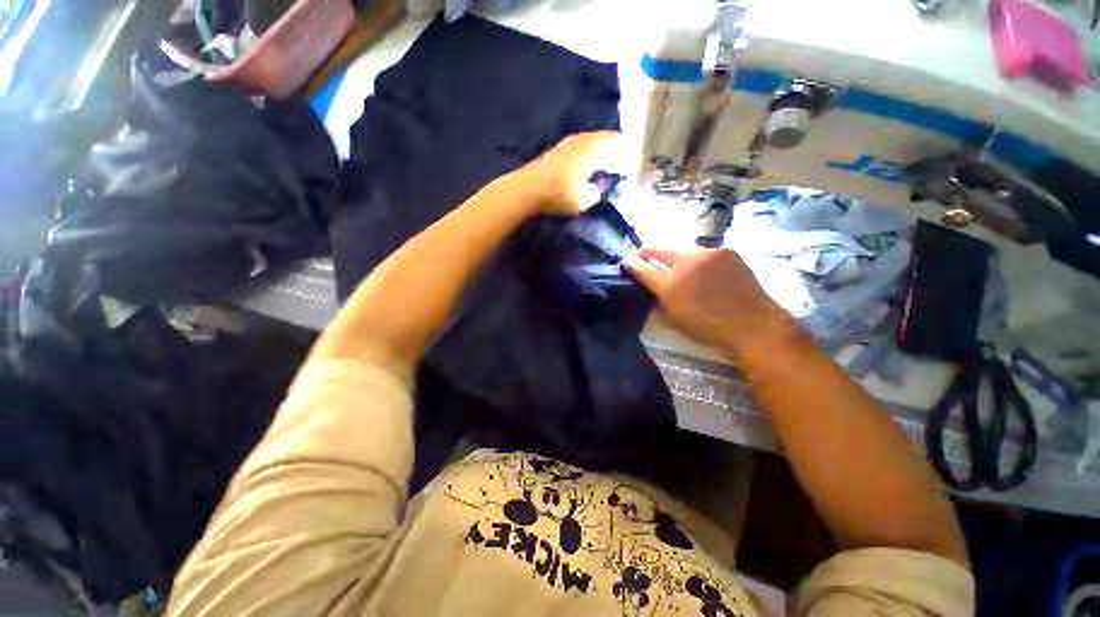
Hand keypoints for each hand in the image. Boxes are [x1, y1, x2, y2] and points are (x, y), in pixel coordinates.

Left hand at [521, 131, 626, 216]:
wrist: (525, 189)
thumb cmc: (556, 195)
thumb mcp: (583, 200)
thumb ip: (597, 192)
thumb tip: (600, 187)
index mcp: (593, 149)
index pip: (621, 146)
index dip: (632, 155)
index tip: (641, 165)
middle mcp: (584, 139)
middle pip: (610, 139)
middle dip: (622, 150)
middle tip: (632, 162)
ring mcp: (571, 142)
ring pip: (597, 140)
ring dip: (608, 149)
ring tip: (617, 162)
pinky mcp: (562, 148)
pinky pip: (586, 145)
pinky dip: (595, 152)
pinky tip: (595, 163)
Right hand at [623, 247, 801, 355]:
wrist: (753, 323)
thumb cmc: (709, 328)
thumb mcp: (674, 320)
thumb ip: (659, 301)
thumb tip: (652, 288)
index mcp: (669, 285)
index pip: (642, 268)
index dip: (631, 264)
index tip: (626, 262)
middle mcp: (685, 264)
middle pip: (658, 248)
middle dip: (647, 251)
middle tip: (643, 254)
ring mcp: (707, 254)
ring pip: (681, 248)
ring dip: (674, 255)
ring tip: (677, 263)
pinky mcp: (726, 251)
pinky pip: (704, 251)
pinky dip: (698, 259)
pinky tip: (704, 269)